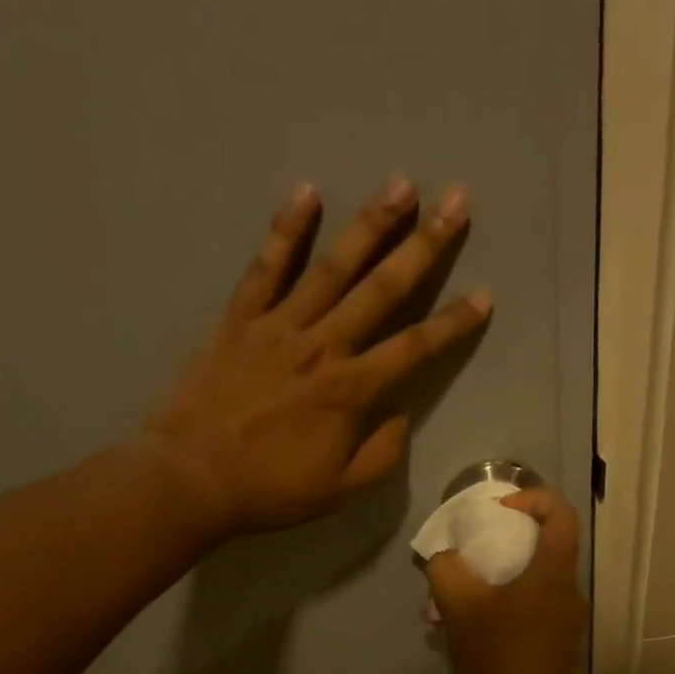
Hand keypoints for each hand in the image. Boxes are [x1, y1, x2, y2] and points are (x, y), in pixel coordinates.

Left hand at [142, 177, 489, 540]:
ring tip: (400, 183)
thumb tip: (399, 414)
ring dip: (369, 224)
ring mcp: (278, 326)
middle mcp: (322, 346)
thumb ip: (381, 453)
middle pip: (382, 289)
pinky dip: (286, 230)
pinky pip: (265, 268)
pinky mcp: (238, 320)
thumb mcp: (340, 490)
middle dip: (424, 245)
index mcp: (351, 390)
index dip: (453, 323)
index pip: (415, 348)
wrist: (190, 478)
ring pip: (332, 267)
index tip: (484, 295)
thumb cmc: (270, 489)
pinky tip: (307, 193)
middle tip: (455, 200)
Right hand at [424, 488, 587, 673]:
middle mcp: (569, 592)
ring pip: (534, 581)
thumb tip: (445, 558)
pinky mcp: (557, 645)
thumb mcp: (459, 607)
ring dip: (499, 580)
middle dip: (507, 542)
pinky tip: (471, 629)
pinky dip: (504, 605)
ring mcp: (566, 621)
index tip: (501, 509)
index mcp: (554, 574)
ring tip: (459, 599)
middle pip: (546, 547)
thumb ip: (447, 570)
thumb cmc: (499, 658)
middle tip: (471, 555)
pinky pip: (531, 608)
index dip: (533, 498)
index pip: (561, 514)